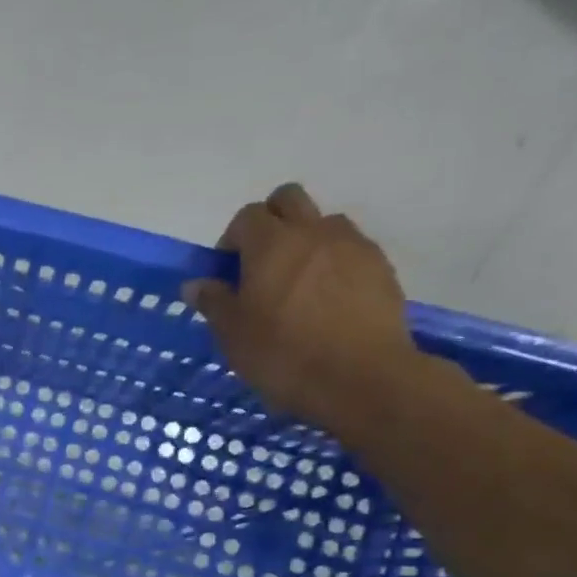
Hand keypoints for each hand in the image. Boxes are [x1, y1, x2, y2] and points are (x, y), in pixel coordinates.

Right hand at [186, 184, 427, 433]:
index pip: (246, 216)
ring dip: (306, 241)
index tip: (227, 273)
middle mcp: (313, 232)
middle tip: (260, 264)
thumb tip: (196, 283)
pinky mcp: (380, 267)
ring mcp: (353, 245)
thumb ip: (213, 302)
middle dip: (270, 221)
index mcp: (271, 244)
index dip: (232, 239)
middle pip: (288, 199)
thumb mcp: (233, 334)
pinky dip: (333, 263)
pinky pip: (350, 249)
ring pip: (323, 222)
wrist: (360, 377)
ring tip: (298, 284)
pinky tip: (327, 302)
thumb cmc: (283, 355)